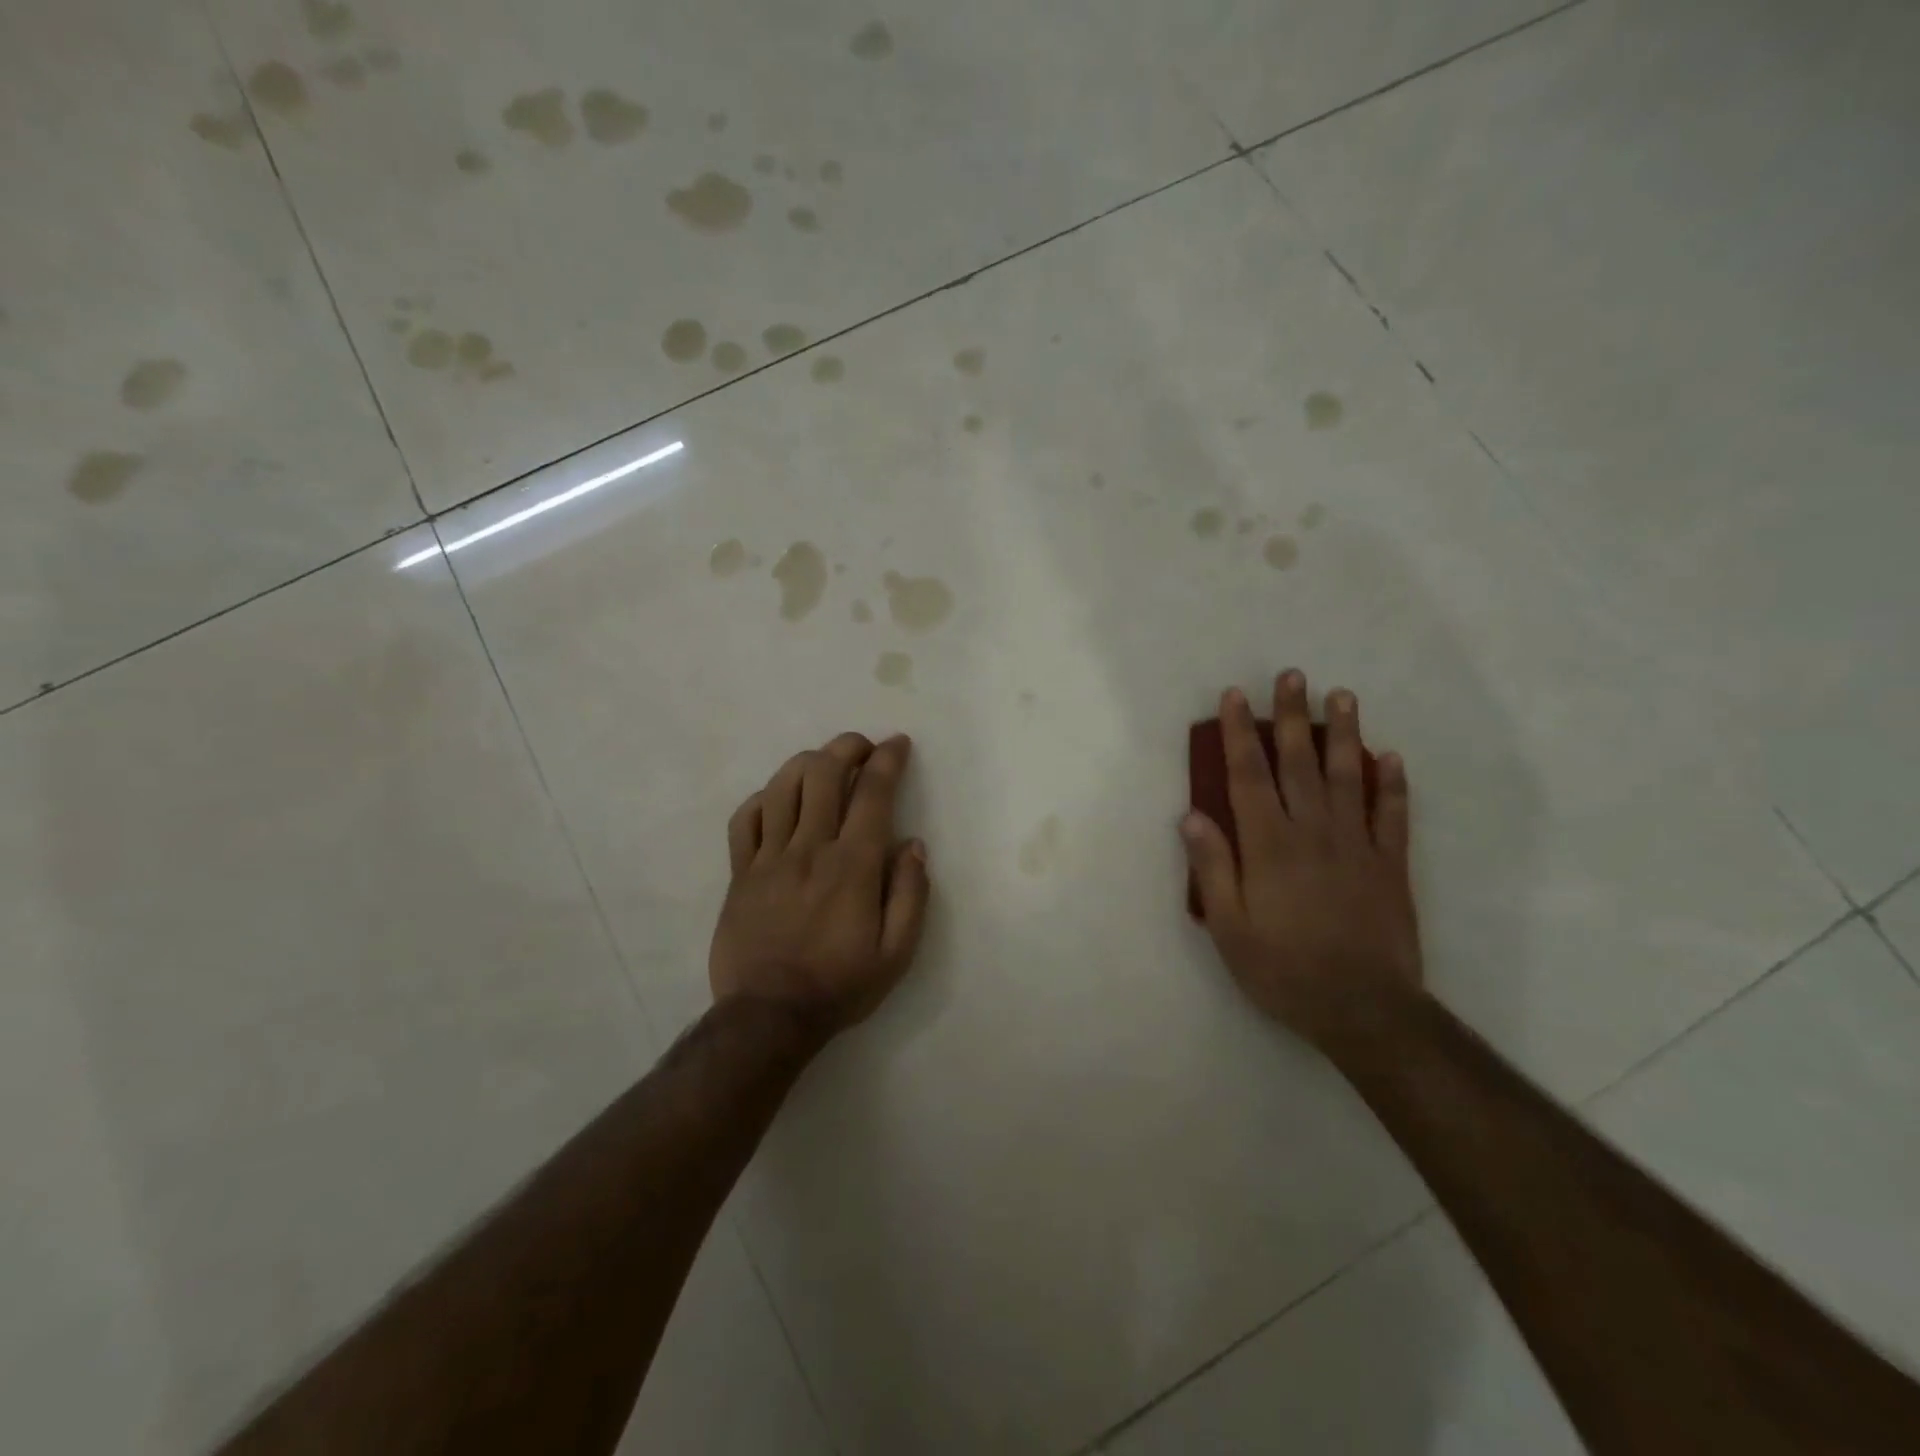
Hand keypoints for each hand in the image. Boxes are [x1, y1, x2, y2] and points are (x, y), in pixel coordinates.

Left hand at [709, 732, 930, 1037]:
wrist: (768, 1017)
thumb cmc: (839, 985)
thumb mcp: (896, 953)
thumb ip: (911, 895)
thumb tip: (913, 845)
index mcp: (853, 866)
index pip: (873, 794)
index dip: (887, 760)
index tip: (898, 744)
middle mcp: (810, 849)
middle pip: (824, 774)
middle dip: (846, 747)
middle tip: (862, 747)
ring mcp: (769, 858)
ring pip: (782, 787)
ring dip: (807, 762)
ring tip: (823, 763)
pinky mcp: (740, 873)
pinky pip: (745, 819)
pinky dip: (763, 798)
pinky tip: (777, 800)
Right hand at [1181, 672, 1422, 1055]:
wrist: (1363, 1009)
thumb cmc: (1283, 969)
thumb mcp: (1229, 927)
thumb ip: (1212, 867)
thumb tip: (1191, 814)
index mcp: (1268, 845)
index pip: (1249, 775)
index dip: (1241, 734)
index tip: (1236, 697)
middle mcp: (1312, 832)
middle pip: (1300, 763)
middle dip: (1292, 716)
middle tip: (1292, 675)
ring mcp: (1357, 844)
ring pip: (1349, 776)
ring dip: (1344, 734)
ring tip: (1342, 696)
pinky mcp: (1391, 864)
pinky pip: (1393, 814)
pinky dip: (1394, 784)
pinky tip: (1391, 757)